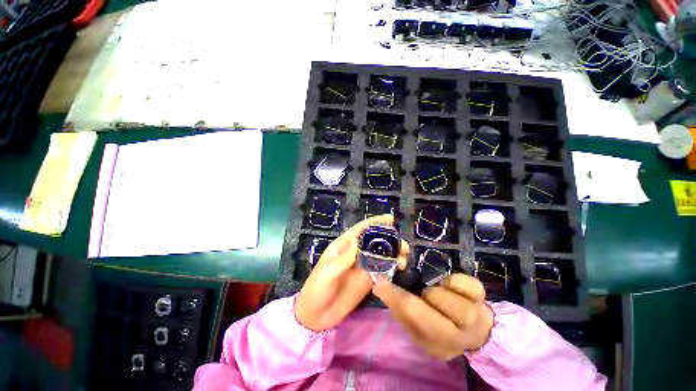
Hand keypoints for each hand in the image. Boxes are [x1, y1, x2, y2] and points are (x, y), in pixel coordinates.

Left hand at [295, 215, 408, 331]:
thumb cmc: (317, 288)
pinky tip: (399, 269)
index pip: (361, 229)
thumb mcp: (328, 271)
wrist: (316, 315)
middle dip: (390, 239)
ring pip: (382, 255)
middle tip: (403, 246)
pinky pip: (382, 270)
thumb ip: (344, 257)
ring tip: (404, 259)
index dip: (376, 222)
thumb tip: (357, 238)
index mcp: (344, 245)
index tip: (391, 219)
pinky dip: (392, 267)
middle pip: (375, 240)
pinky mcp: (368, 280)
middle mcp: (356, 252)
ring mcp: (363, 266)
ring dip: (394, 253)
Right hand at [373, 273, 493, 358]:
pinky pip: (469, 284)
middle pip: (435, 315)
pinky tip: (451, 285)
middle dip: (423, 298)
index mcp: (435, 344)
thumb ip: (399, 307)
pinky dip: (456, 281)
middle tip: (422, 292)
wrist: (474, 328)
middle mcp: (457, 337)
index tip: (380, 282)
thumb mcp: (416, 324)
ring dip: (439, 292)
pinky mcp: (483, 298)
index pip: (412, 318)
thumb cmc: (438, 323)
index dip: (394, 297)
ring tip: (438, 292)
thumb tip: (381, 284)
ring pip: (452, 302)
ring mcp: (475, 318)